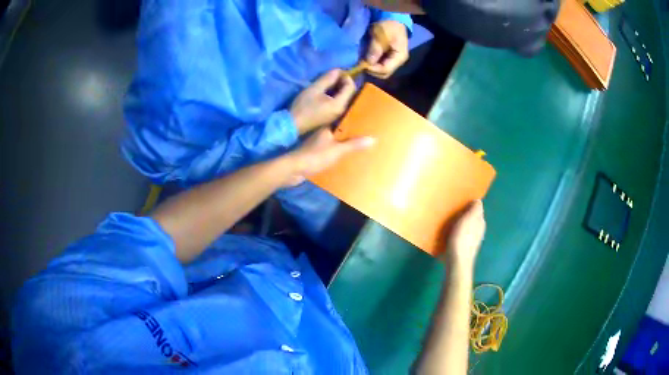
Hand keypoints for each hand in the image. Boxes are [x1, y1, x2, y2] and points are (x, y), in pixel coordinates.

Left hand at [285, 128, 374, 185]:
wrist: (293, 170)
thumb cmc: (314, 156)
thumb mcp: (337, 150)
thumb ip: (354, 144)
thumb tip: (373, 138)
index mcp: (326, 129)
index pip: (343, 123)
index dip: (354, 125)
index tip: (367, 127)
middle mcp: (321, 135)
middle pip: (339, 135)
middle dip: (351, 137)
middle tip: (367, 140)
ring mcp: (316, 146)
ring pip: (334, 145)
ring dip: (344, 148)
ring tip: (360, 151)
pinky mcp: (313, 157)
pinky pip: (329, 154)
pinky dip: (336, 157)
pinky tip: (345, 161)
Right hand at [290, 69, 355, 133]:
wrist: (294, 124)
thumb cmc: (303, 106)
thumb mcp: (314, 89)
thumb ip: (327, 79)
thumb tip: (337, 70)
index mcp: (340, 104)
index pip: (351, 87)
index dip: (346, 77)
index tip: (336, 71)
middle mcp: (342, 110)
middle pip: (349, 93)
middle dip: (343, 82)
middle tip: (332, 75)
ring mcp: (338, 114)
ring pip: (344, 97)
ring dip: (339, 88)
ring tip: (329, 82)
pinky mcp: (332, 116)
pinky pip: (339, 102)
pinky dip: (336, 94)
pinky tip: (327, 91)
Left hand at [366, 20, 408, 78]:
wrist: (392, 19)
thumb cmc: (388, 26)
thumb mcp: (380, 36)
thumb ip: (375, 49)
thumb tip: (368, 63)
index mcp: (400, 57)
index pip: (386, 70)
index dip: (373, 69)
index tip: (362, 64)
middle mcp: (398, 62)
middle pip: (384, 73)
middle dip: (372, 70)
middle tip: (361, 65)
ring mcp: (393, 60)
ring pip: (381, 71)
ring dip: (371, 68)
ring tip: (362, 62)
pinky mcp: (388, 57)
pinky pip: (379, 65)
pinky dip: (372, 64)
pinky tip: (365, 60)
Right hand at [443, 201, 485, 268]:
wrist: (456, 262)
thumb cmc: (462, 238)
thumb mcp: (470, 219)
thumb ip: (475, 209)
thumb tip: (478, 200)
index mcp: (480, 222)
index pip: (477, 209)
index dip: (470, 203)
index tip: (460, 199)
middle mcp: (478, 230)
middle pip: (471, 218)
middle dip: (464, 213)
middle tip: (452, 208)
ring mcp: (471, 240)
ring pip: (466, 227)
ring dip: (459, 223)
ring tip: (448, 219)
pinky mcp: (462, 247)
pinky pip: (460, 235)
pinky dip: (455, 232)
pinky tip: (448, 233)